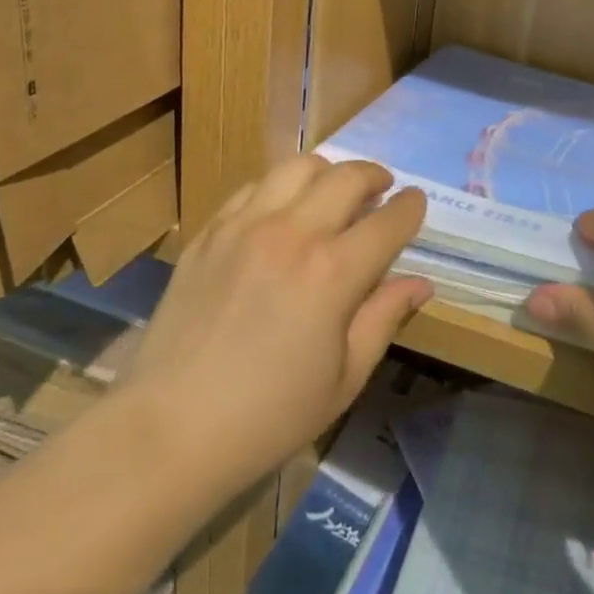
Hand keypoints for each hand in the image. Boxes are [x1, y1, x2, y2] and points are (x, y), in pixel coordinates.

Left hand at [122, 156, 431, 504]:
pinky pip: (252, 187)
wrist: (172, 426)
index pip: (387, 222)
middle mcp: (292, 233)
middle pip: (346, 177)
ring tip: (332, 190)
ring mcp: (244, 226)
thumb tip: (420, 283)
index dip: (410, 208)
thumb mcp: (344, 378)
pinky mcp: (210, 231)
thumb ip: (383, 318)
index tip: (417, 203)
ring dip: (326, 171)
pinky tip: (281, 209)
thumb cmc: (269, 416)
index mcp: (333, 274)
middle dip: (374, 176)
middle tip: (382, 188)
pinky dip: (279, 187)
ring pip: (296, 167)